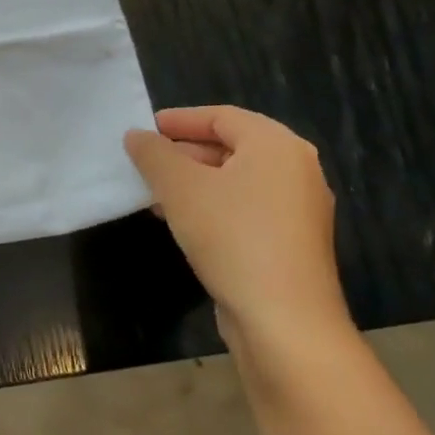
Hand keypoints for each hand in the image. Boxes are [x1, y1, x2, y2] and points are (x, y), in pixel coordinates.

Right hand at [123, 106, 351, 359]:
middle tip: (143, 162)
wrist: (283, 318)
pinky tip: (178, 221)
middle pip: (231, 146)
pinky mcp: (290, 241)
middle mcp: (295, 170)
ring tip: (152, 193)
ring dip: (192, 181)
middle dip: (182, 152)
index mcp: (276, 146)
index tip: (142, 130)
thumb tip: (137, 136)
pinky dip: (210, 205)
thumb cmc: (231, 236)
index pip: (221, 116)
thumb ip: (153, 154)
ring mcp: (298, 209)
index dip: (178, 119)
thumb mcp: (179, 187)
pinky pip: (244, 207)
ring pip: (235, 180)